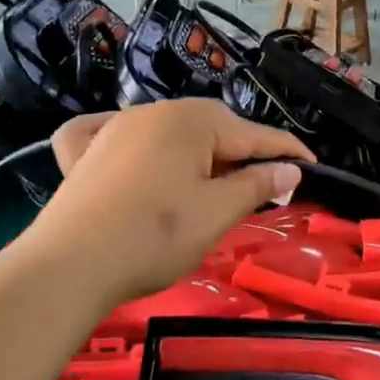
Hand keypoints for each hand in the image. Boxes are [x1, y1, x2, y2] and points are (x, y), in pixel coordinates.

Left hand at [25, 100, 313, 304]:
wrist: (67, 268)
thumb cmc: (155, 236)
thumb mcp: (218, 212)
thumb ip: (257, 184)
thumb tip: (290, 169)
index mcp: (193, 120)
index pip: (255, 134)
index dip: (287, 152)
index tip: (311, 167)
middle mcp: (154, 112)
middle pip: (214, 129)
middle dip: (242, 154)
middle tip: (265, 186)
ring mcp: (114, 128)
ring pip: (171, 133)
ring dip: (197, 153)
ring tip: (212, 183)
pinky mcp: (83, 153)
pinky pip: (114, 135)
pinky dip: (132, 142)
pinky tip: (129, 147)